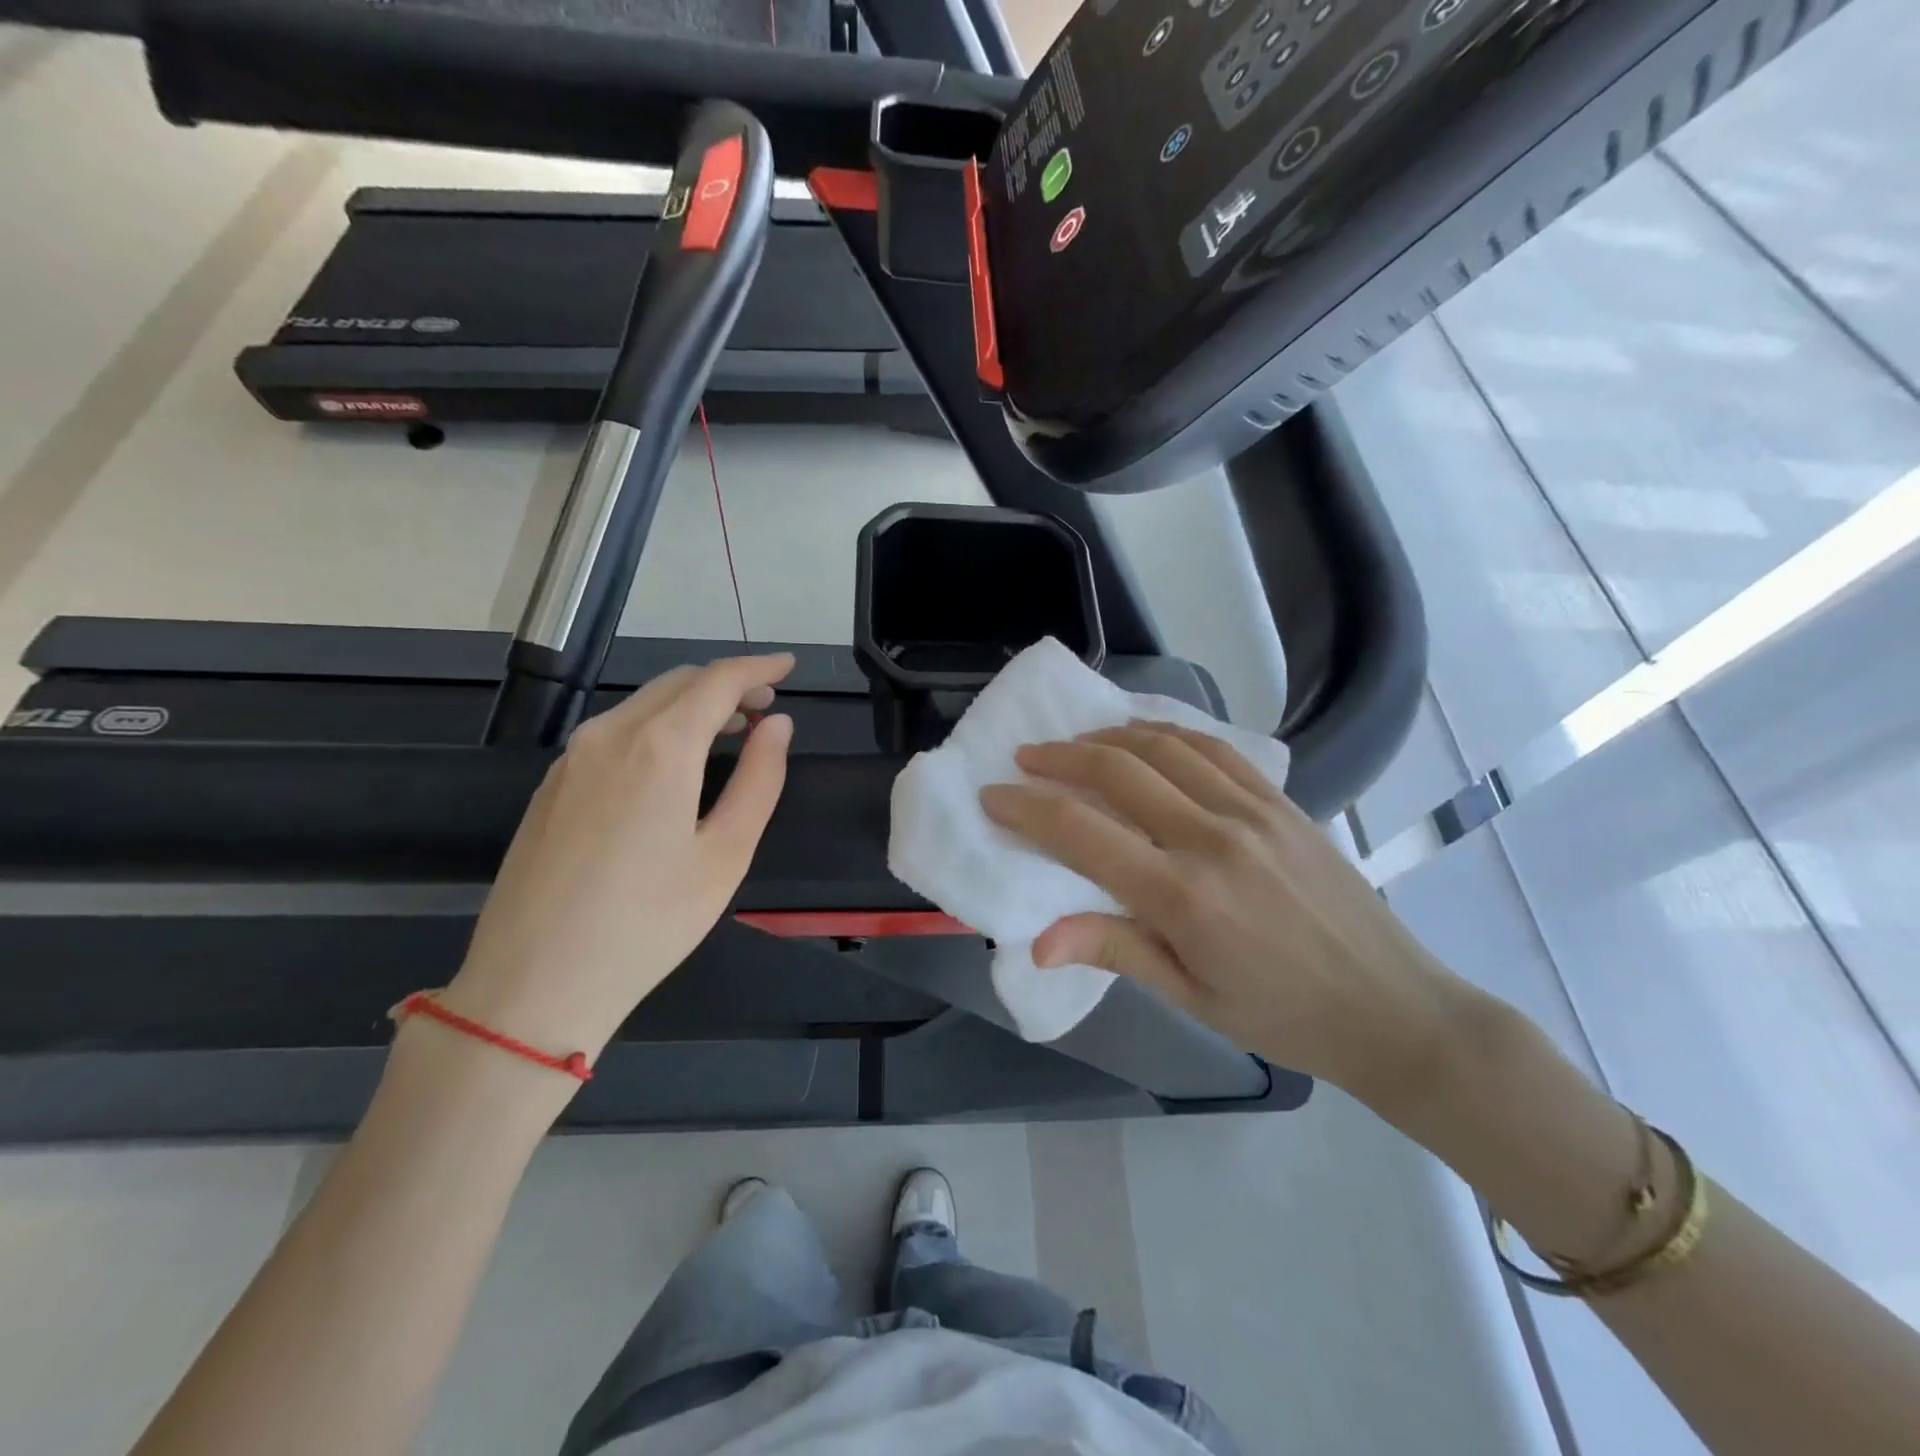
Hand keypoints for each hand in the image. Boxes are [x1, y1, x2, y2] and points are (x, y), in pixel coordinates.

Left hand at [442, 655, 795, 1066]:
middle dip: (727, 683)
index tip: (789, 665)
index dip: (758, 667)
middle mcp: (609, 735)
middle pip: (678, 683)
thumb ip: (759, 778)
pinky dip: (657, 726)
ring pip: (643, 704)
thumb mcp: (726, 854)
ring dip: (692, 704)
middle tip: (766, 706)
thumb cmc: (649, 923)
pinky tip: (673, 762)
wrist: (534, 983)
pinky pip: (615, 731)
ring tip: (729, 730)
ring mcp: (572, 757)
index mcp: (659, 747)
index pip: (717, 681)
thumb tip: (777, 725)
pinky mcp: (552, 784)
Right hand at [980, 721, 1480, 1107]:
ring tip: (1077, 744)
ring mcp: (1252, 810)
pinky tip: (1146, 738)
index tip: (993, 796)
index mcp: (1182, 895)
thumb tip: (1037, 941)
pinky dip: (1169, 733)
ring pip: (1164, 746)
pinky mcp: (1281, 802)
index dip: (1027, 809)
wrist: (1393, 1008)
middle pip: (1118, 771)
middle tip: (1026, 759)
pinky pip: (1214, 748)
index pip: (1081, 832)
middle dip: (1060, 758)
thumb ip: (1114, 949)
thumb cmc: (1282, 1016)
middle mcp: (1212, 837)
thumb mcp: (1190, 996)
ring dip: (1109, 737)